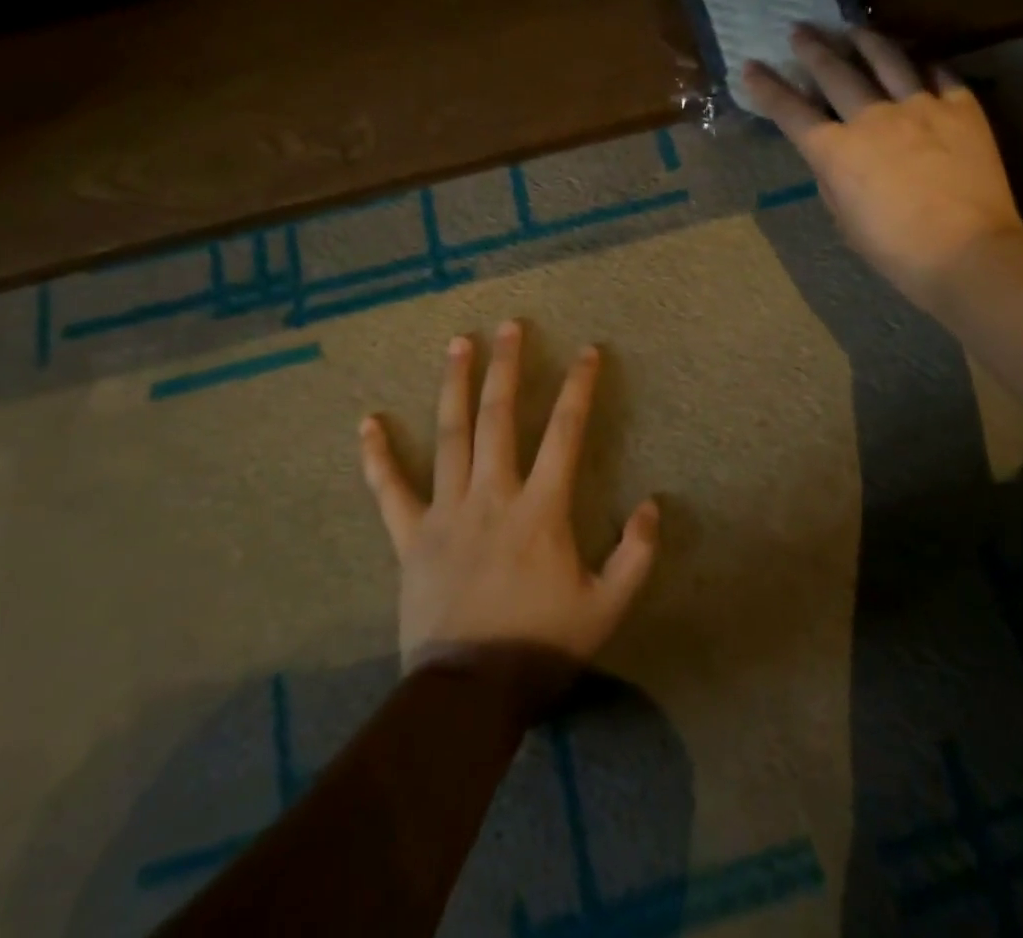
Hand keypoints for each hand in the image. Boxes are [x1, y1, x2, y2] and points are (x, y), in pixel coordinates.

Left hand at [359, 320, 660, 670]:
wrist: (468, 696)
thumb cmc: (542, 648)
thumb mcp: (608, 607)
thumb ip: (637, 555)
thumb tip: (654, 504)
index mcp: (541, 509)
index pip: (565, 432)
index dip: (578, 388)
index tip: (587, 351)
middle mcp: (493, 495)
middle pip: (499, 417)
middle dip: (507, 367)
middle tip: (509, 325)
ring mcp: (446, 512)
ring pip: (450, 435)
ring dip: (454, 386)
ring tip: (458, 343)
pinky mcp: (410, 537)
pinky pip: (390, 490)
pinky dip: (378, 456)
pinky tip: (368, 422)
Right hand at [742, 25, 1022, 318]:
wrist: (968, 252)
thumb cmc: (896, 250)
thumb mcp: (845, 221)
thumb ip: (833, 181)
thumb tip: (833, 158)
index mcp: (836, 151)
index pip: (791, 111)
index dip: (767, 88)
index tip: (751, 66)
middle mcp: (873, 118)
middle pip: (835, 73)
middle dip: (812, 49)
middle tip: (800, 30)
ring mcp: (920, 108)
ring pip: (887, 60)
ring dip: (865, 41)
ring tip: (854, 29)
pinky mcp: (962, 109)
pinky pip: (940, 74)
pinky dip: (924, 64)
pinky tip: (918, 59)